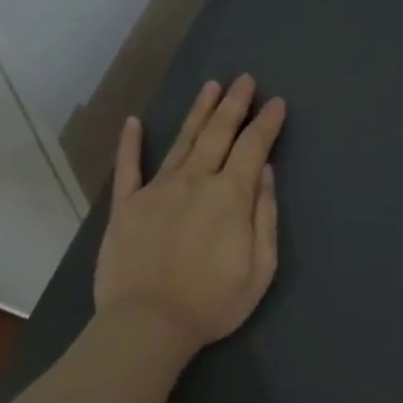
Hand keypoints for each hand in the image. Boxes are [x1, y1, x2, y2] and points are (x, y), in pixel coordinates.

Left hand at [94, 75, 284, 360]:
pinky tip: (134, 122)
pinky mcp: (126, 206)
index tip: (276, 103)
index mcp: (230, 196)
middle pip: (218, 133)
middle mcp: (195, 181)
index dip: (266, 123)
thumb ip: (264, 215)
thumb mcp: (260, 267)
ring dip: (198, 112)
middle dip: (234, 104)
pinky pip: (128, 167)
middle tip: (244, 79)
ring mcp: (156, 190)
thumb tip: (264, 172)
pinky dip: (130, 143)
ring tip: (210, 86)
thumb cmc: (213, 301)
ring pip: (182, 142)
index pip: (252, 147)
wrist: (149, 323)